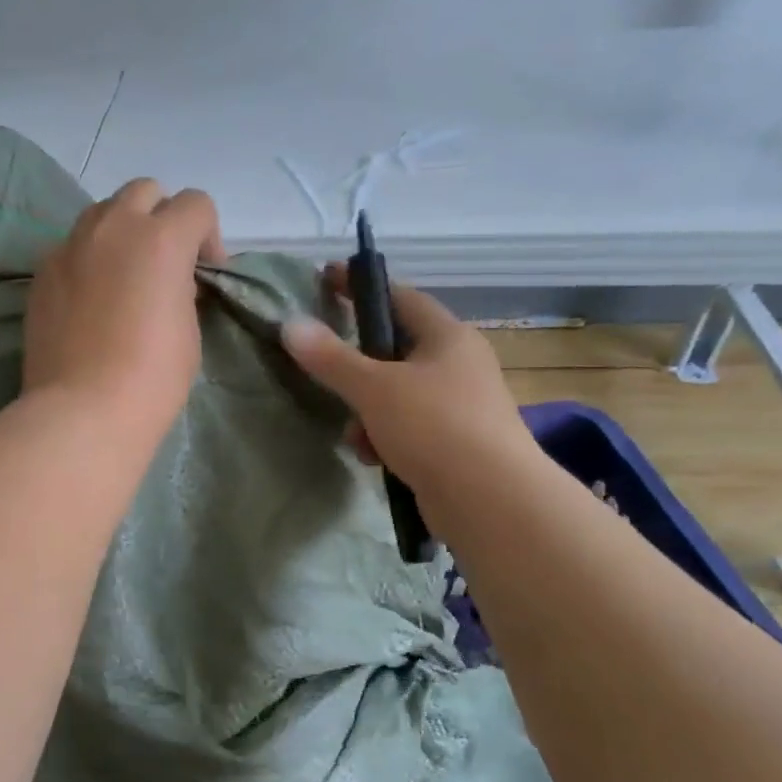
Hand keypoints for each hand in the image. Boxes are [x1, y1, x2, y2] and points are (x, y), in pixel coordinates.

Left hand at [24, 179, 226, 443]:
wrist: (84, 410)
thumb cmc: (152, 376)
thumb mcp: (189, 328)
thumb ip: (183, 287)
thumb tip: (172, 281)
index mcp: (161, 237)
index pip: (196, 204)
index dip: (209, 236)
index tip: (206, 273)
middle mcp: (113, 227)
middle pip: (145, 191)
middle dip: (162, 218)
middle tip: (164, 264)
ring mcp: (70, 245)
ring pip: (102, 212)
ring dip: (122, 231)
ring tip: (124, 275)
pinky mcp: (42, 270)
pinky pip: (72, 246)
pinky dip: (88, 258)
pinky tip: (90, 299)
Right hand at [280, 263, 533, 489]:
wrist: (490, 501)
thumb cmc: (434, 426)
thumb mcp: (374, 388)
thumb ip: (331, 357)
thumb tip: (291, 324)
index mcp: (448, 337)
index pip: (400, 296)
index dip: (361, 287)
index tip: (325, 280)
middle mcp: (459, 365)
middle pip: (396, 350)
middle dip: (358, 368)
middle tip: (326, 371)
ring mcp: (460, 407)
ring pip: (398, 395)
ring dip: (367, 412)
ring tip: (355, 435)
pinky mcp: (456, 445)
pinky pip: (409, 429)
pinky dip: (386, 438)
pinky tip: (374, 459)